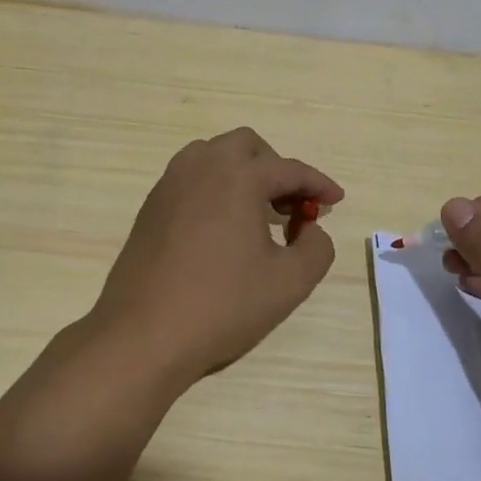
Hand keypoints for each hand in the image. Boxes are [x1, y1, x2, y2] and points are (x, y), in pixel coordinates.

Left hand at [84, 129, 342, 390]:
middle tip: (292, 205)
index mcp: (237, 176)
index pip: (289, 169)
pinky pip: (191, 180)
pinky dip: (215, 189)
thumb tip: (312, 230)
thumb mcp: (289, 282)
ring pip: (213, 157)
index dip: (318, 184)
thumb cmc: (222, 304)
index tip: (336, 200)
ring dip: (242, 174)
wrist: (144, 332)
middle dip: (275, 169)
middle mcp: (201, 167)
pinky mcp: (150, 207)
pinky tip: (223, 229)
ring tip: (258, 214)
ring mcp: (170, 184)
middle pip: (247, 147)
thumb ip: (317, 248)